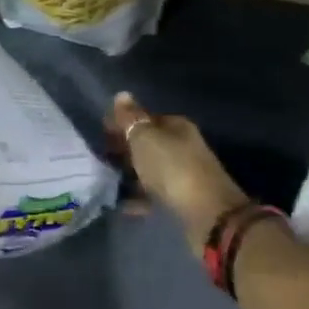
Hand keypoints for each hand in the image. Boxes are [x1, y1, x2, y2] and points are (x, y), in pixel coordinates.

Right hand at [107, 92, 247, 250]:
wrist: (207, 214)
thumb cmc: (172, 168)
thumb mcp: (145, 138)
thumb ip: (131, 118)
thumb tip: (121, 94)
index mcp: (176, 126)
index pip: (145, 118)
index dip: (123, 125)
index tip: (101, 136)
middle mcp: (183, 145)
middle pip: (149, 144)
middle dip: (125, 150)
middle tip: (102, 159)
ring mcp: (185, 173)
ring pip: (150, 169)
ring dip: (131, 174)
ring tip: (108, 182)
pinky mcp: (183, 199)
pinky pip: (154, 193)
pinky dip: (139, 196)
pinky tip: (123, 204)